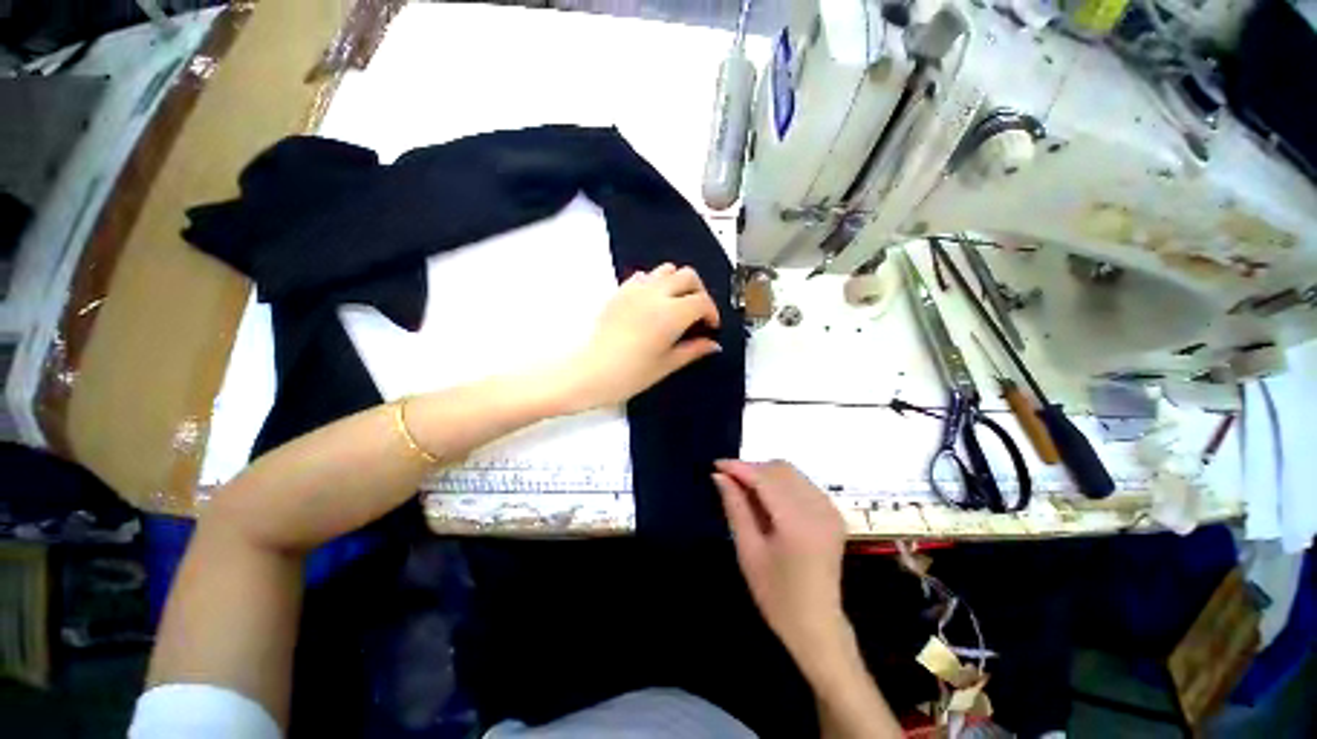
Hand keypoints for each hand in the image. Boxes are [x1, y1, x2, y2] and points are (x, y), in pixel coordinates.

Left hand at [561, 263, 721, 410]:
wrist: (591, 372)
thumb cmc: (629, 374)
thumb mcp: (667, 364)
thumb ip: (693, 350)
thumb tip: (712, 344)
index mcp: (671, 314)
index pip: (702, 301)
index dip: (712, 313)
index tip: (710, 326)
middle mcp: (656, 294)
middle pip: (688, 276)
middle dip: (699, 292)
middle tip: (698, 313)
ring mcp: (636, 290)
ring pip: (666, 270)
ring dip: (678, 283)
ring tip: (677, 305)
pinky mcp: (620, 292)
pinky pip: (644, 276)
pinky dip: (655, 283)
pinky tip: (653, 303)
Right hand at [713, 460, 848, 661]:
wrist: (817, 625)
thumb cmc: (776, 595)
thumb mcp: (748, 551)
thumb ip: (735, 507)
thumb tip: (719, 476)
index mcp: (798, 523)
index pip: (765, 478)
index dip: (739, 467)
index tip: (716, 464)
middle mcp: (819, 508)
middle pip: (780, 469)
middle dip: (752, 469)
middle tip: (728, 481)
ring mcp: (830, 509)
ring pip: (791, 472)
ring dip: (765, 474)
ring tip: (745, 489)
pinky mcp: (833, 512)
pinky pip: (802, 483)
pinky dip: (780, 483)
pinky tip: (767, 499)